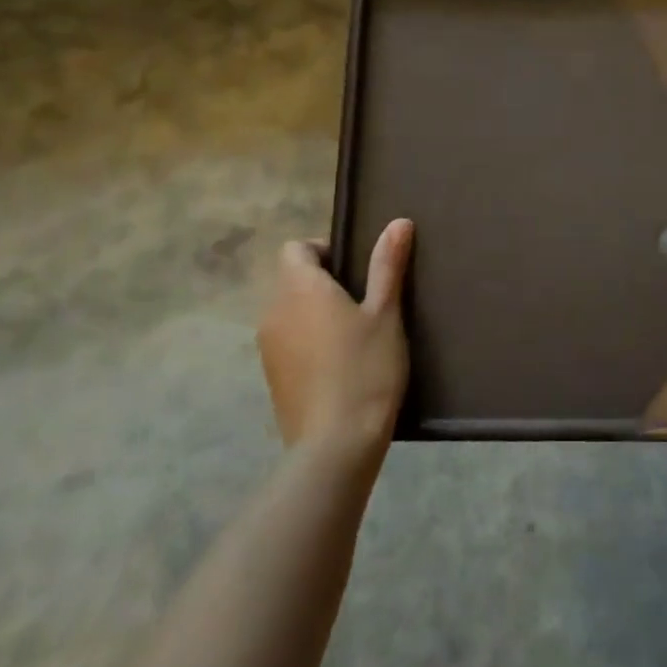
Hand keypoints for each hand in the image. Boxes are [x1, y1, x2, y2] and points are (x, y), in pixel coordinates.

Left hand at [256, 220, 413, 454]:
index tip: (356, 269)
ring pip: (289, 311)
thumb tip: (398, 222)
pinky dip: (308, 340)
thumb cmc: (366, 369)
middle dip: (323, 281)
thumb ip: (387, 266)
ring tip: (354, 333)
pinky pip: (287, 341)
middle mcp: (274, 311)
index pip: (295, 248)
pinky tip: (339, 364)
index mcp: (299, 288)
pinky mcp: (271, 376)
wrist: (336, 444)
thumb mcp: (385, 314)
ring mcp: (268, 347)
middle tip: (365, 301)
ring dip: (315, 312)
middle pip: (291, 279)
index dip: (323, 250)